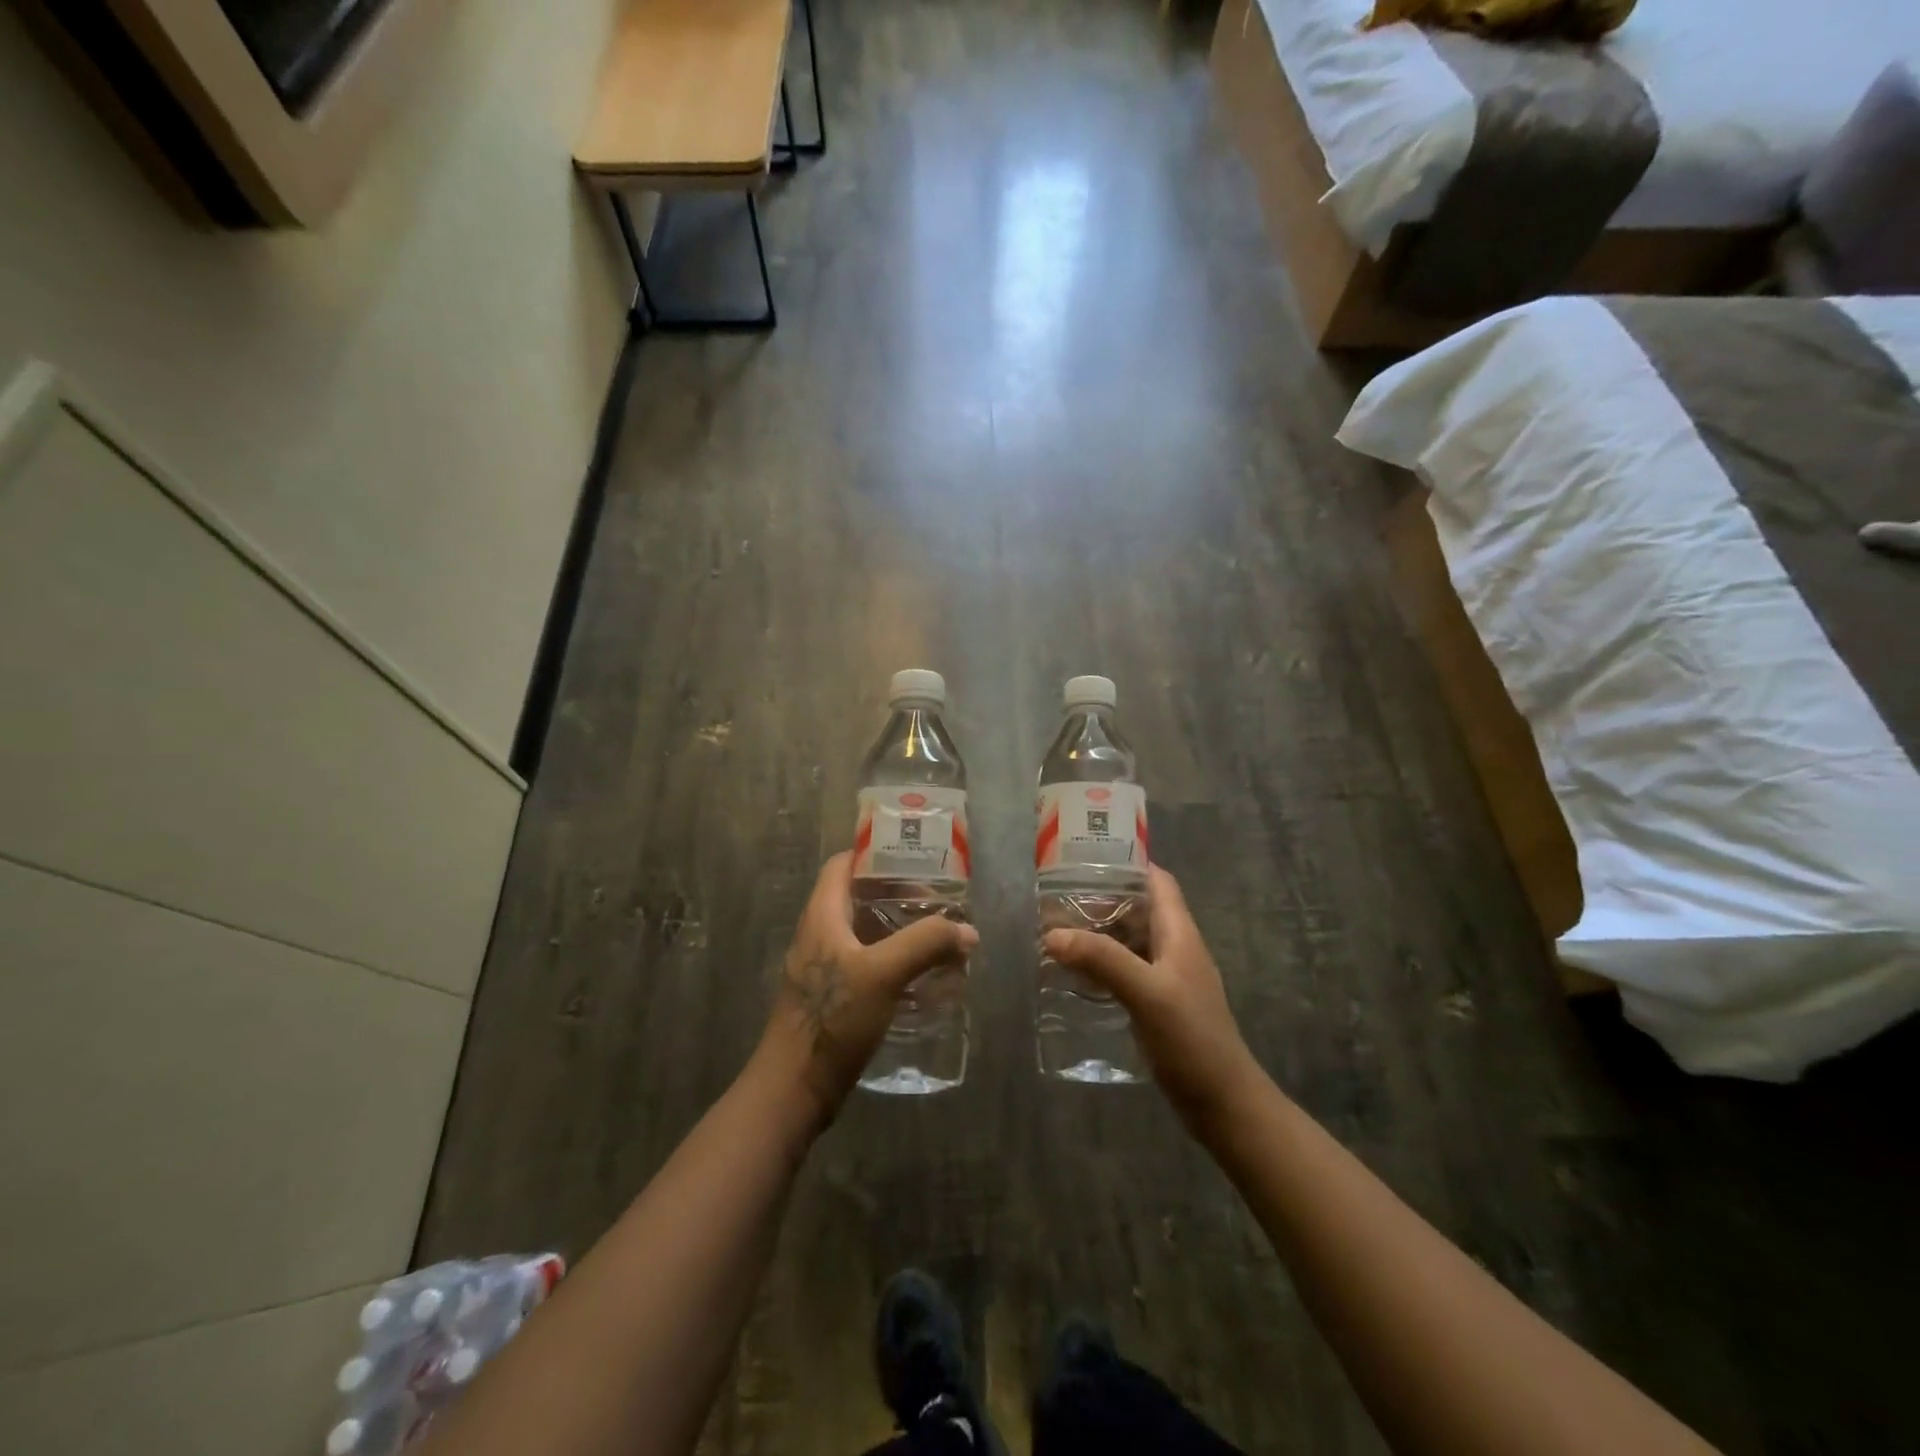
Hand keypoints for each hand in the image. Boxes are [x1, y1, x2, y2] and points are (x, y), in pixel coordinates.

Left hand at [759, 852, 977, 1123]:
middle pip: (859, 897)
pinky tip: (924, 975)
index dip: (874, 854)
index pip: (843, 865)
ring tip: (940, 934)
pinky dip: (895, 960)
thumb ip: (926, 944)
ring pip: (866, 933)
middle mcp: (820, 934)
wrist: (794, 1088)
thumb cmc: (832, 1019)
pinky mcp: (834, 997)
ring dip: (900, 930)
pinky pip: (868, 963)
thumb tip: (967, 930)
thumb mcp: (883, 973)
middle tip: (939, 900)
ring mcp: (825, 967)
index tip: (914, 857)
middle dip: (899, 894)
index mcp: (822, 915)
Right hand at [1043, 866, 1261, 1132]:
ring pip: (1129, 942)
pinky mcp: (1157, 1005)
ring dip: (1098, 934)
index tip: (1086, 859)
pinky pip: (1125, 971)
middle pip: (1138, 909)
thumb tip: (1052, 933)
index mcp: (1180, 934)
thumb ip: (1102, 959)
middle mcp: (1174, 949)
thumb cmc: (1192, 1039)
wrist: (1223, 1103)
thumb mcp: (1146, 993)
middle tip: (1057, 898)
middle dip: (1101, 900)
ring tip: (1056, 931)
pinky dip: (1101, 965)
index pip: (1158, 882)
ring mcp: (1166, 978)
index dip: (1128, 864)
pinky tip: (1074, 974)